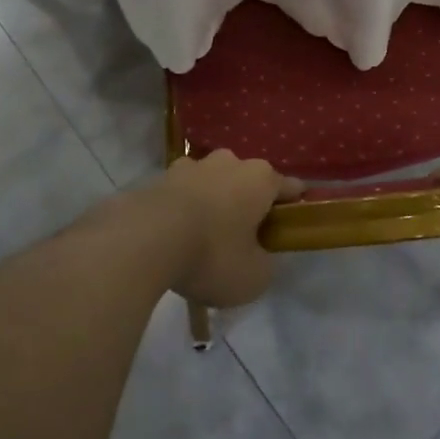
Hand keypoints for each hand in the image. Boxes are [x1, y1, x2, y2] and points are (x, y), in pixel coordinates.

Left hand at [146, 151, 301, 307]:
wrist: (145, 239)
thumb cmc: (212, 254)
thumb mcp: (254, 276)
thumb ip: (264, 263)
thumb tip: (258, 256)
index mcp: (260, 178)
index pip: (289, 187)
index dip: (294, 205)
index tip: (294, 221)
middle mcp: (229, 162)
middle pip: (247, 180)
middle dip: (248, 202)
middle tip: (244, 236)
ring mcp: (192, 166)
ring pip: (212, 182)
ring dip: (213, 201)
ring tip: (205, 234)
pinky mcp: (160, 177)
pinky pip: (181, 193)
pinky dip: (183, 208)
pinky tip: (176, 234)